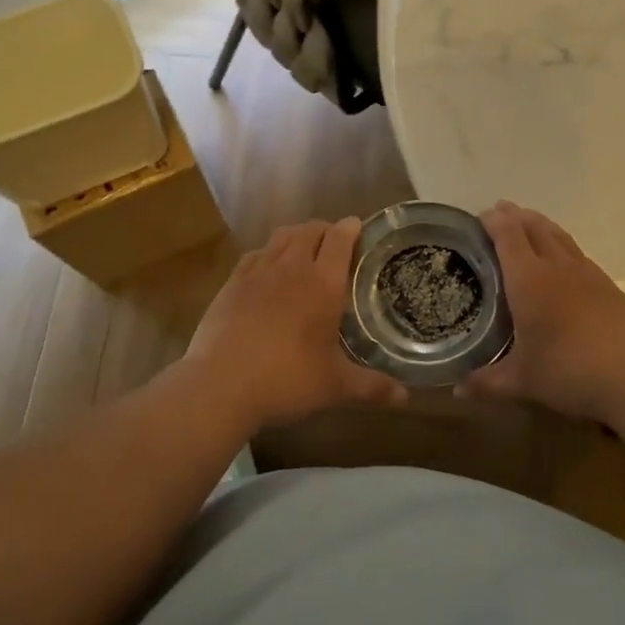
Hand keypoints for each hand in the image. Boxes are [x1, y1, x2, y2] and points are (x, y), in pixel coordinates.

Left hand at [185, 217, 407, 429]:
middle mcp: (291, 268)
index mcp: (323, 284)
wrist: (220, 385)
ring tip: (304, 249)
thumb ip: (372, 387)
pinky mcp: (231, 283)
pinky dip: (268, 253)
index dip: (351, 228)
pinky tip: (268, 269)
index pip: (340, 239)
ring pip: (281, 237)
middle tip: (335, 244)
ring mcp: (257, 272)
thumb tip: (405, 397)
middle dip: (326, 230)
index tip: (358, 228)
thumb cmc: (286, 380)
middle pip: (310, 230)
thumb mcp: (335, 387)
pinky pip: (255, 254)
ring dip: (297, 236)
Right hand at [457, 202, 624, 424]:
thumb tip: (456, 391)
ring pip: (560, 236)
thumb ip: (487, 383)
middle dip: (515, 216)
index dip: (494, 222)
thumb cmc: (569, 372)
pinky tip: (564, 258)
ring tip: (530, 222)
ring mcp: (587, 273)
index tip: (481, 215)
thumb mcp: (522, 382)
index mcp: (528, 281)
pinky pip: (578, 253)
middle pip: (534, 228)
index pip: (508, 236)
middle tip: (501, 211)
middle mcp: (557, 267)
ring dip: (541, 224)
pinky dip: (563, 245)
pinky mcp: (609, 285)